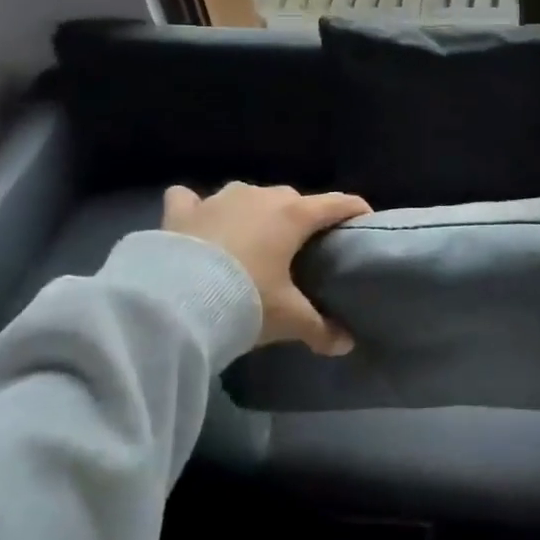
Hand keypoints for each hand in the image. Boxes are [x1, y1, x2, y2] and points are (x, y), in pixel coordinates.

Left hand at [162, 182, 371, 354]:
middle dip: (301, 218)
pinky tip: (196, 223)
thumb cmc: (246, 299)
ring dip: (253, 212)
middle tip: (303, 248)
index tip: (365, 220)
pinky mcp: (183, 209)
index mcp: (293, 215)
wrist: (175, 300)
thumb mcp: (288, 319)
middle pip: (293, 200)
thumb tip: (346, 344)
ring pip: (247, 196)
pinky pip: (191, 199)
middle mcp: (260, 196)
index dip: (355, 210)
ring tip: (252, 240)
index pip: (337, 203)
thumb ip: (320, 328)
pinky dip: (196, 208)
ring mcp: (219, 198)